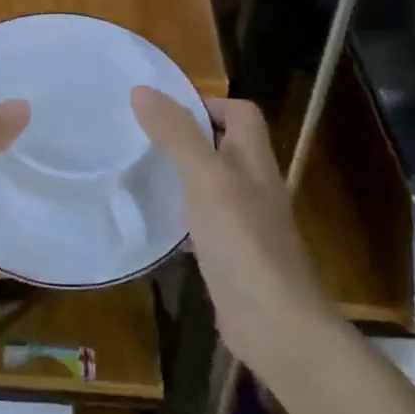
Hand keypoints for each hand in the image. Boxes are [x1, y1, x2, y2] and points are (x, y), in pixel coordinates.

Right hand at [131, 89, 334, 366]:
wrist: (274, 323)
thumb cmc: (242, 241)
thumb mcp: (205, 178)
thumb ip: (176, 133)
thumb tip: (141, 90)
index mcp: (254, 160)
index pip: (240, 113)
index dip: (207, 104)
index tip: (163, 112)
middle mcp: (254, 185)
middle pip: (223, 146)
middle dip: (185, 137)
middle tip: (141, 138)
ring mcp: (245, 223)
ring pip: (211, 184)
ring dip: (181, 175)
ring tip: (139, 172)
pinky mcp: (232, 254)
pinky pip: (204, 221)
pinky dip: (181, 215)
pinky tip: (155, 222)